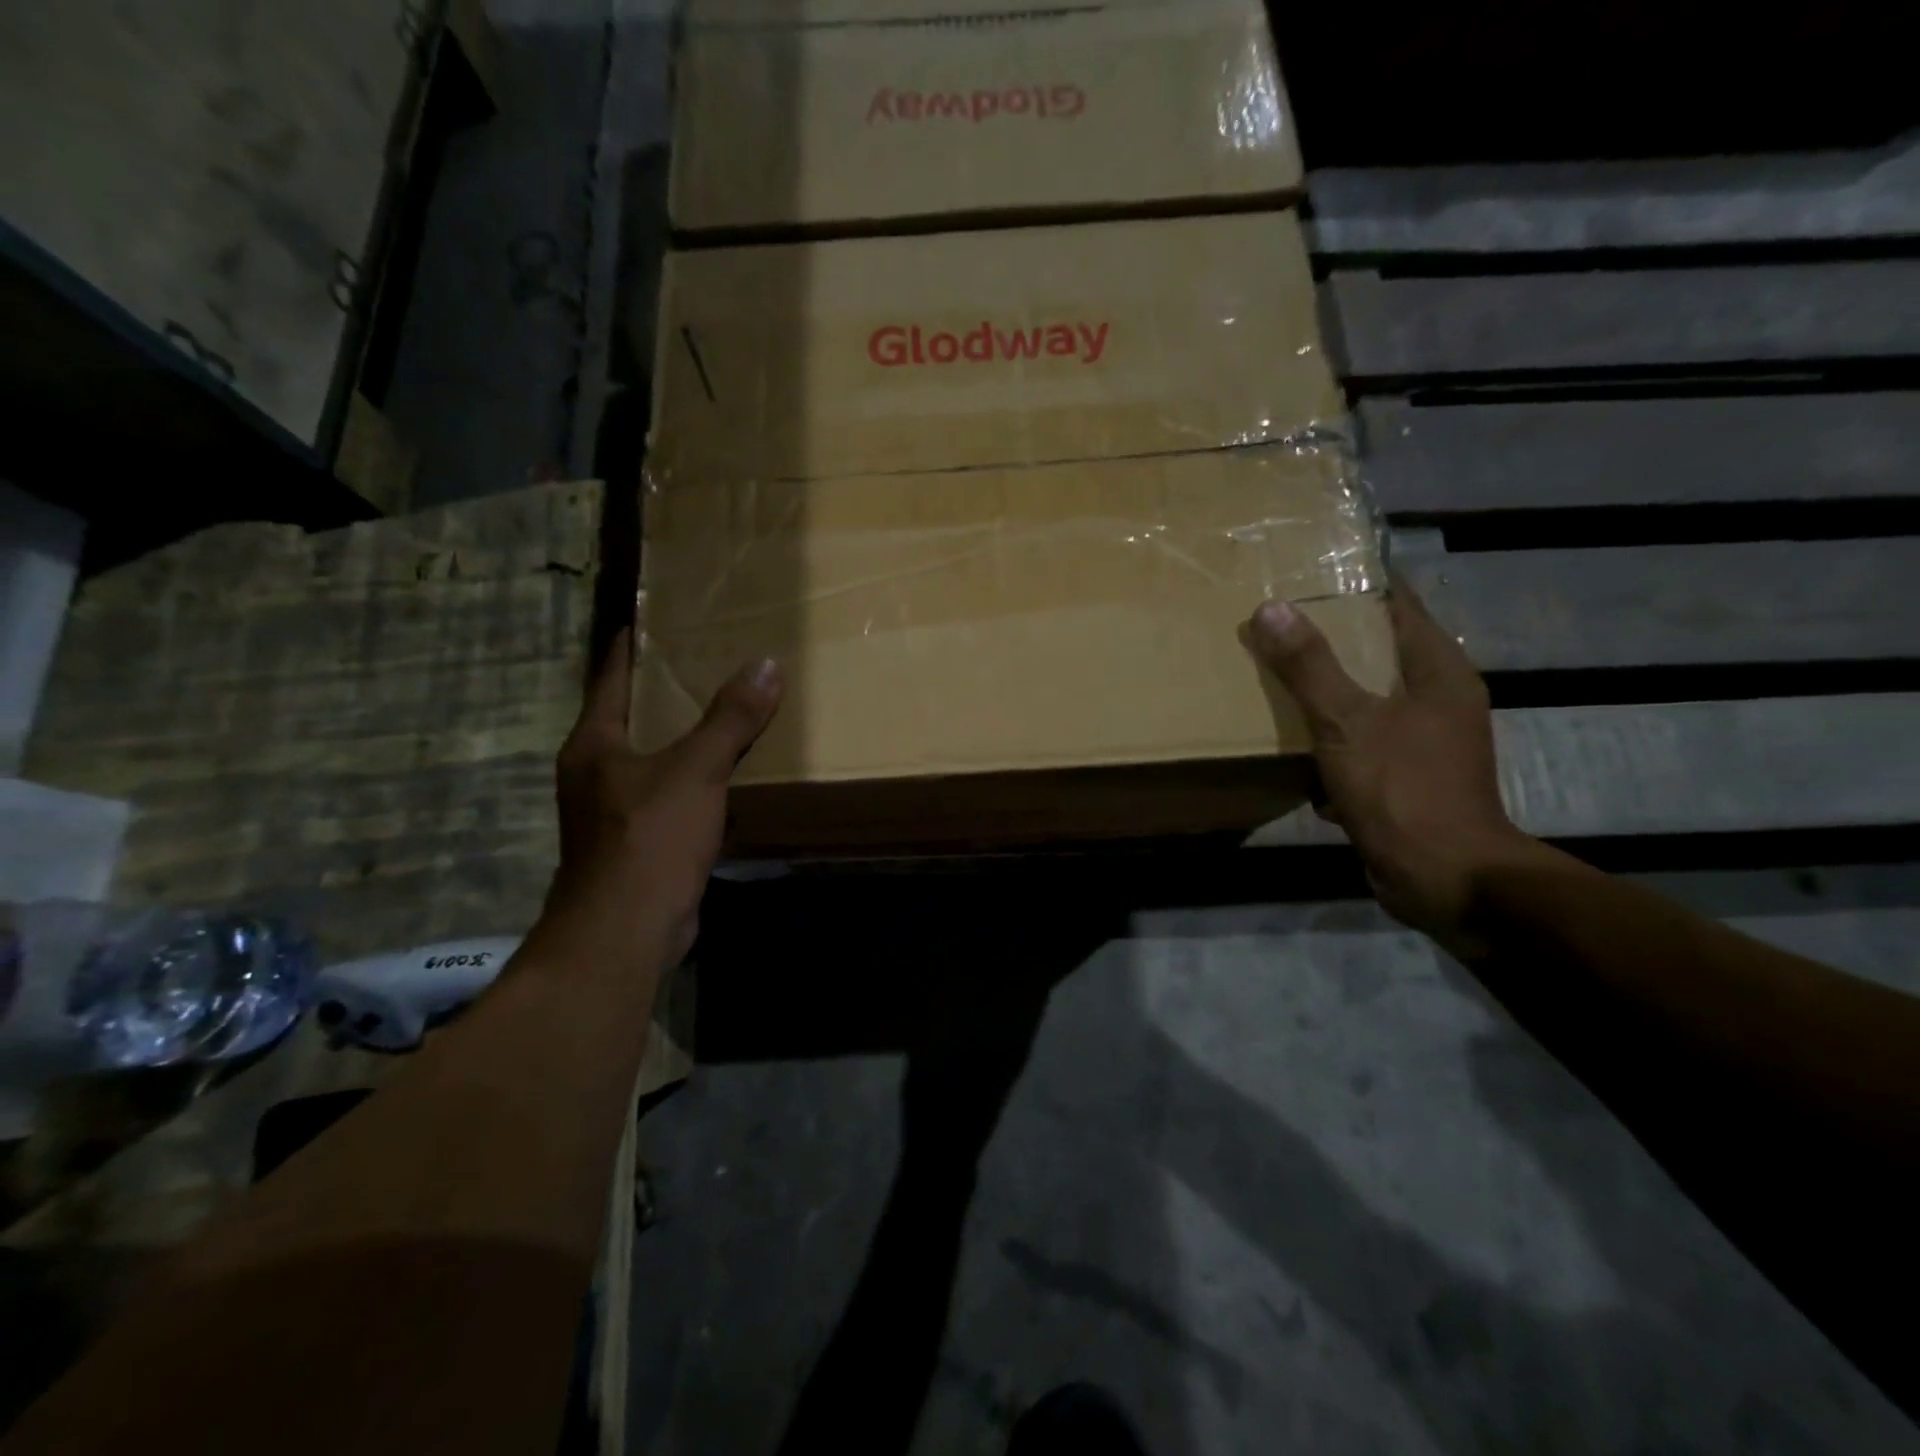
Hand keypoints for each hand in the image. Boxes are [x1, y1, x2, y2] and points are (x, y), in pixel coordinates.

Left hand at [548, 628, 781, 960]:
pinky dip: (695, 783)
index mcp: (594, 744)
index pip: (609, 678)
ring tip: (722, 714)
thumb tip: (767, 665)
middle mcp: (594, 772)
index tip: (650, 619)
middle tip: (704, 661)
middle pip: (630, 718)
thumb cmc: (650, 837)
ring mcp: (612, 812)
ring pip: (652, 761)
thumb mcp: (697, 770)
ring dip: (682, 741)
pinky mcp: (637, 844)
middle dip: (663, 692)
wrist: (627, 930)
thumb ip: (731, 719)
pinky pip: (670, 798)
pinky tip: (726, 777)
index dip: (630, 647)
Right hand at [1247, 581, 1544, 947]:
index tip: (1310, 571)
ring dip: (1326, 693)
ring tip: (1274, 678)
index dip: (1359, 584)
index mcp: (1439, 671)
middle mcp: (1439, 699)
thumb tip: (1271, 608)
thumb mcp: (1347, 721)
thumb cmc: (1403, 788)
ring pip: (1367, 699)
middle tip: (1276, 623)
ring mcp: (1425, 741)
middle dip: (1330, 639)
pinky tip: (1293, 748)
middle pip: (1379, 652)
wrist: (1443, 877)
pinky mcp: (1406, 777)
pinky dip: (1330, 740)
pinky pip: (1361, 741)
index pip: (1400, 605)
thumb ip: (1309, 666)